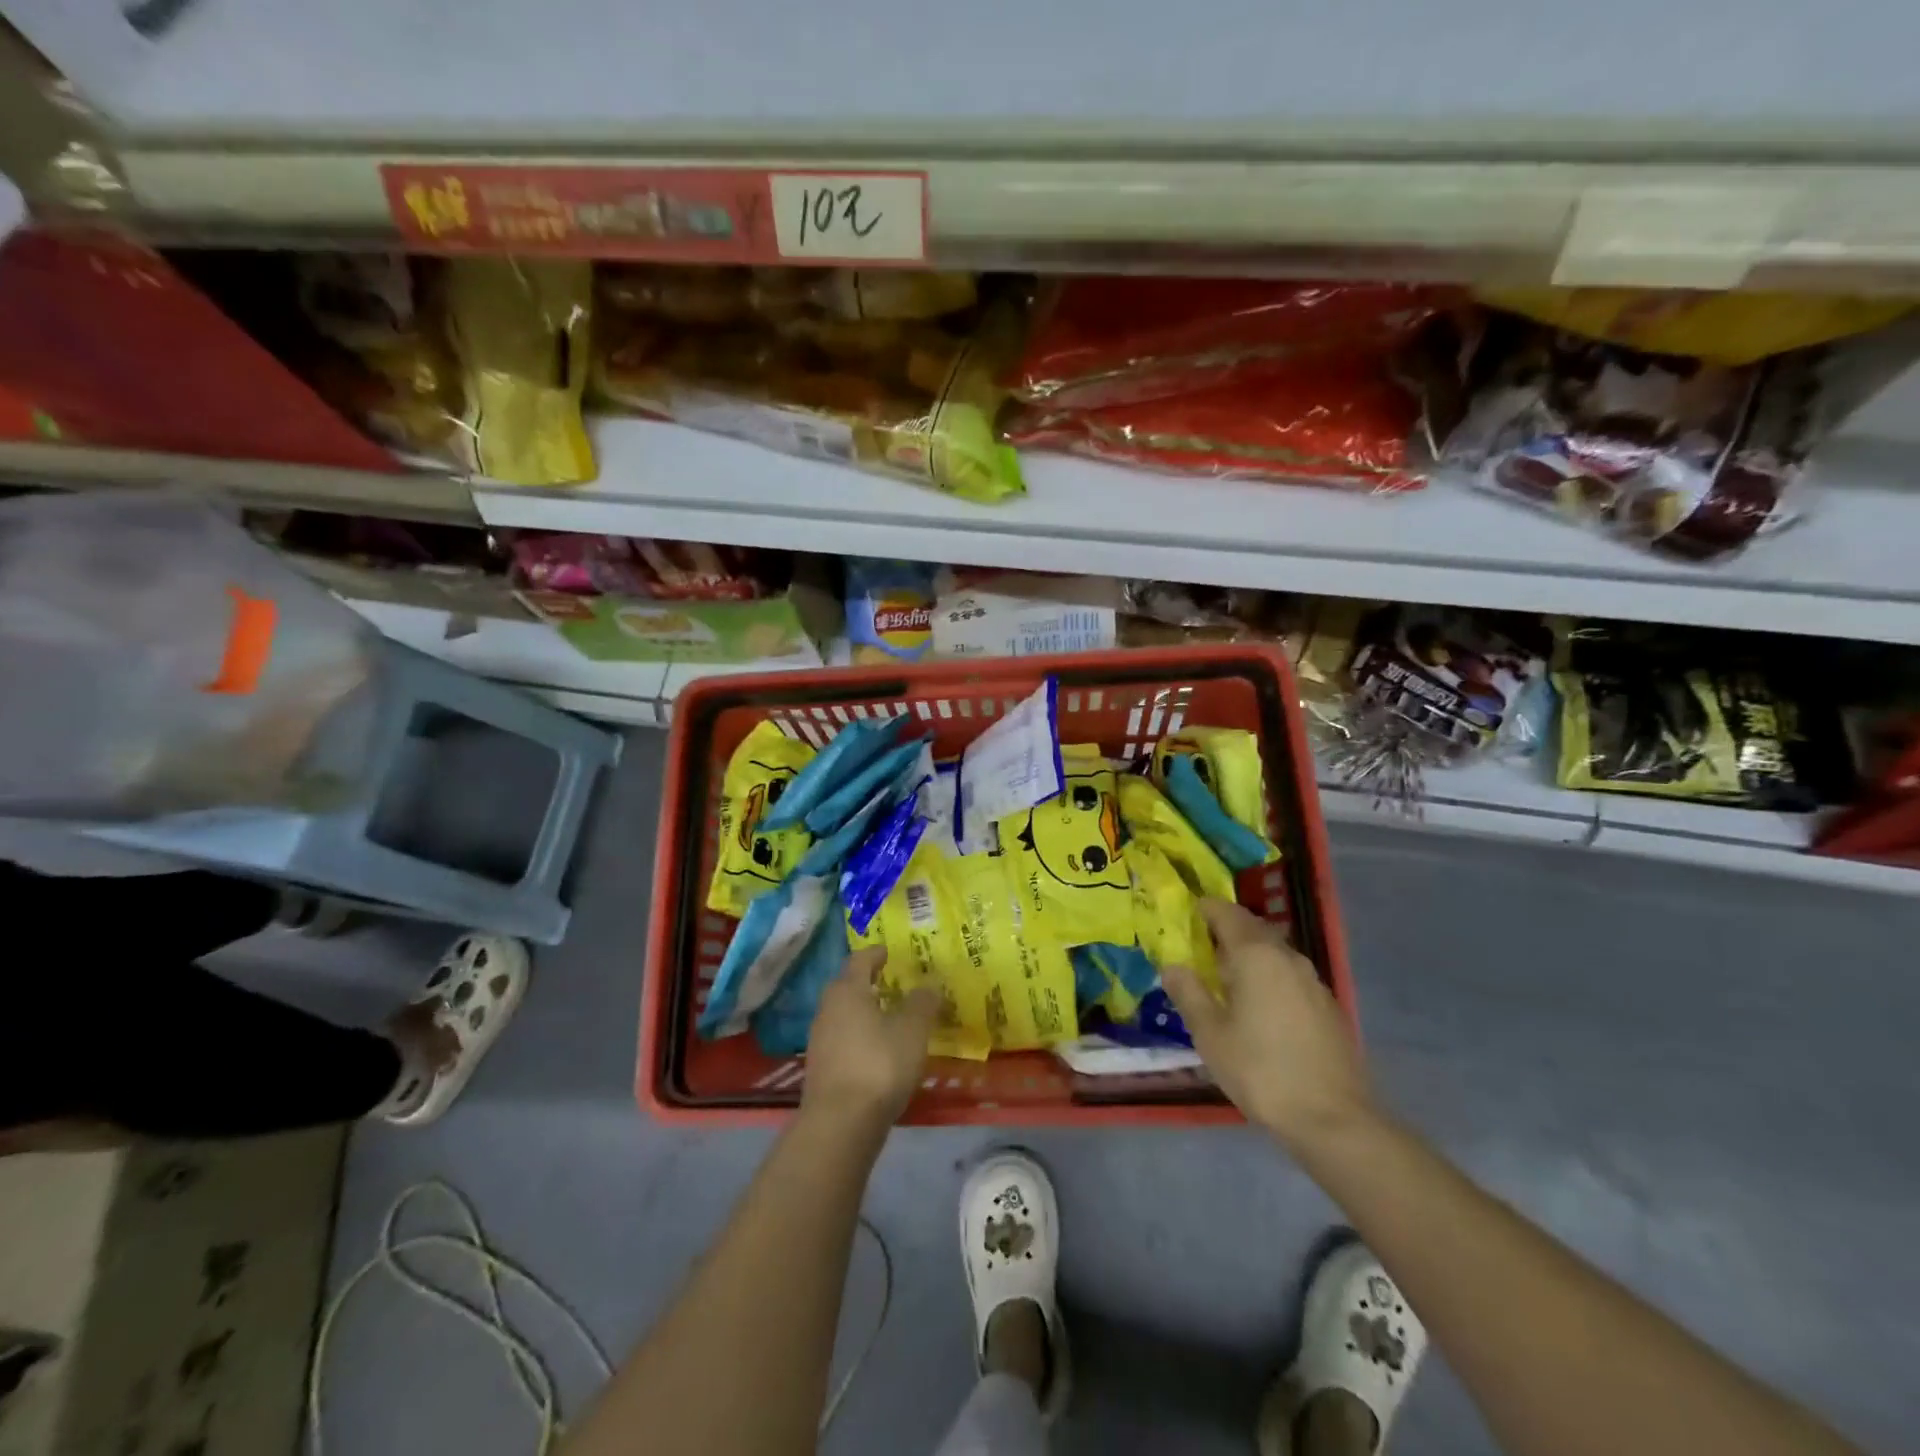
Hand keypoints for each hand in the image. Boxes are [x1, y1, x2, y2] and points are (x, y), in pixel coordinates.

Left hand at [800, 947, 940, 1132]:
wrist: (840, 1124)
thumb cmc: (879, 1064)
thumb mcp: (912, 1030)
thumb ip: (922, 1003)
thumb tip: (929, 985)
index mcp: (848, 990)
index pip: (860, 960)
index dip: (876, 953)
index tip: (889, 951)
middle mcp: (828, 1009)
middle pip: (847, 986)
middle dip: (868, 982)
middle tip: (891, 982)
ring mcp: (820, 1040)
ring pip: (843, 1015)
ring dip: (863, 1011)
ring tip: (888, 1017)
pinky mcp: (820, 1069)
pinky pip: (842, 1040)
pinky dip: (859, 1037)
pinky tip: (877, 1050)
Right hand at [1162, 899, 1373, 1150]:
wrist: (1333, 1119)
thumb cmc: (1260, 1070)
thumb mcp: (1210, 1034)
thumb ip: (1188, 993)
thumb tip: (1172, 966)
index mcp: (1255, 955)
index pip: (1226, 913)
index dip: (1204, 909)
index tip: (1186, 914)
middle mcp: (1287, 957)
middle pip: (1252, 928)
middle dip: (1226, 929)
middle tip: (1200, 945)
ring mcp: (1313, 981)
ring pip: (1273, 952)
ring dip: (1248, 954)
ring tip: (1225, 976)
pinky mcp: (1328, 1006)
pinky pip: (1289, 975)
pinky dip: (1268, 976)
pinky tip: (1258, 1005)